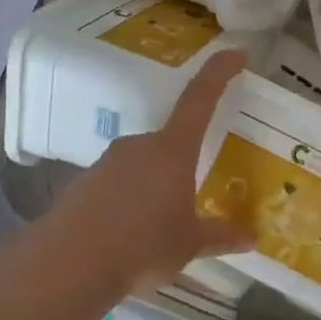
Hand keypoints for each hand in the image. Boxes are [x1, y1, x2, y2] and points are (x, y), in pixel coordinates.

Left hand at [44, 49, 254, 297]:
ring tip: (162, 226)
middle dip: (184, 164)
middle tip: (195, 195)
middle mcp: (139, 146)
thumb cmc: (143, 245)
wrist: (68, 265)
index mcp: (172, 150)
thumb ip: (220, 235)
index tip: (236, 54)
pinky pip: (117, 185)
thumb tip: (251, 237)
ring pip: (143, 166)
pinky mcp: (83, 185)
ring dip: (155, 186)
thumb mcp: (189, 243)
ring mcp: (107, 163)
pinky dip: (129, 202)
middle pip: (170, 141)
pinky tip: (131, 234)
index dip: (219, 73)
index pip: (200, 99)